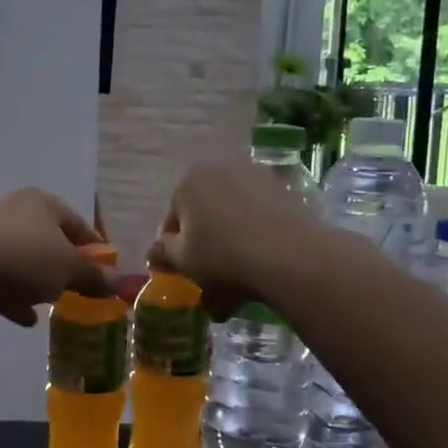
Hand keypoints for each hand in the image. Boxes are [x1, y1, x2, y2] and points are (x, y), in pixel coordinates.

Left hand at [0, 188, 114, 326]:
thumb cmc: (25, 256)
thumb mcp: (68, 268)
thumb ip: (93, 277)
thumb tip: (118, 284)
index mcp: (43, 203)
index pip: (77, 223)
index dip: (95, 249)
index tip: (107, 272)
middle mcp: (14, 212)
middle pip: (48, 241)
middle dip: (62, 266)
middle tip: (79, 289)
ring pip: (22, 260)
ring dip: (37, 281)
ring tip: (53, 304)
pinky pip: (0, 280)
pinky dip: (14, 297)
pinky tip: (26, 319)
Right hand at [147, 160, 326, 319]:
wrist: (291, 256)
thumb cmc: (223, 256)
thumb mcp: (182, 261)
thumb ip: (163, 253)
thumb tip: (156, 250)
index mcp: (190, 181)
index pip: (174, 218)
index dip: (176, 248)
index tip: (186, 271)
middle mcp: (221, 169)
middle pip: (206, 212)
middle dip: (207, 242)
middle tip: (212, 274)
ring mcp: (257, 176)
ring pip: (235, 215)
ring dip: (233, 241)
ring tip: (241, 279)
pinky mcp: (287, 190)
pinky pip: (262, 217)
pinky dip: (258, 236)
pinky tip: (263, 265)